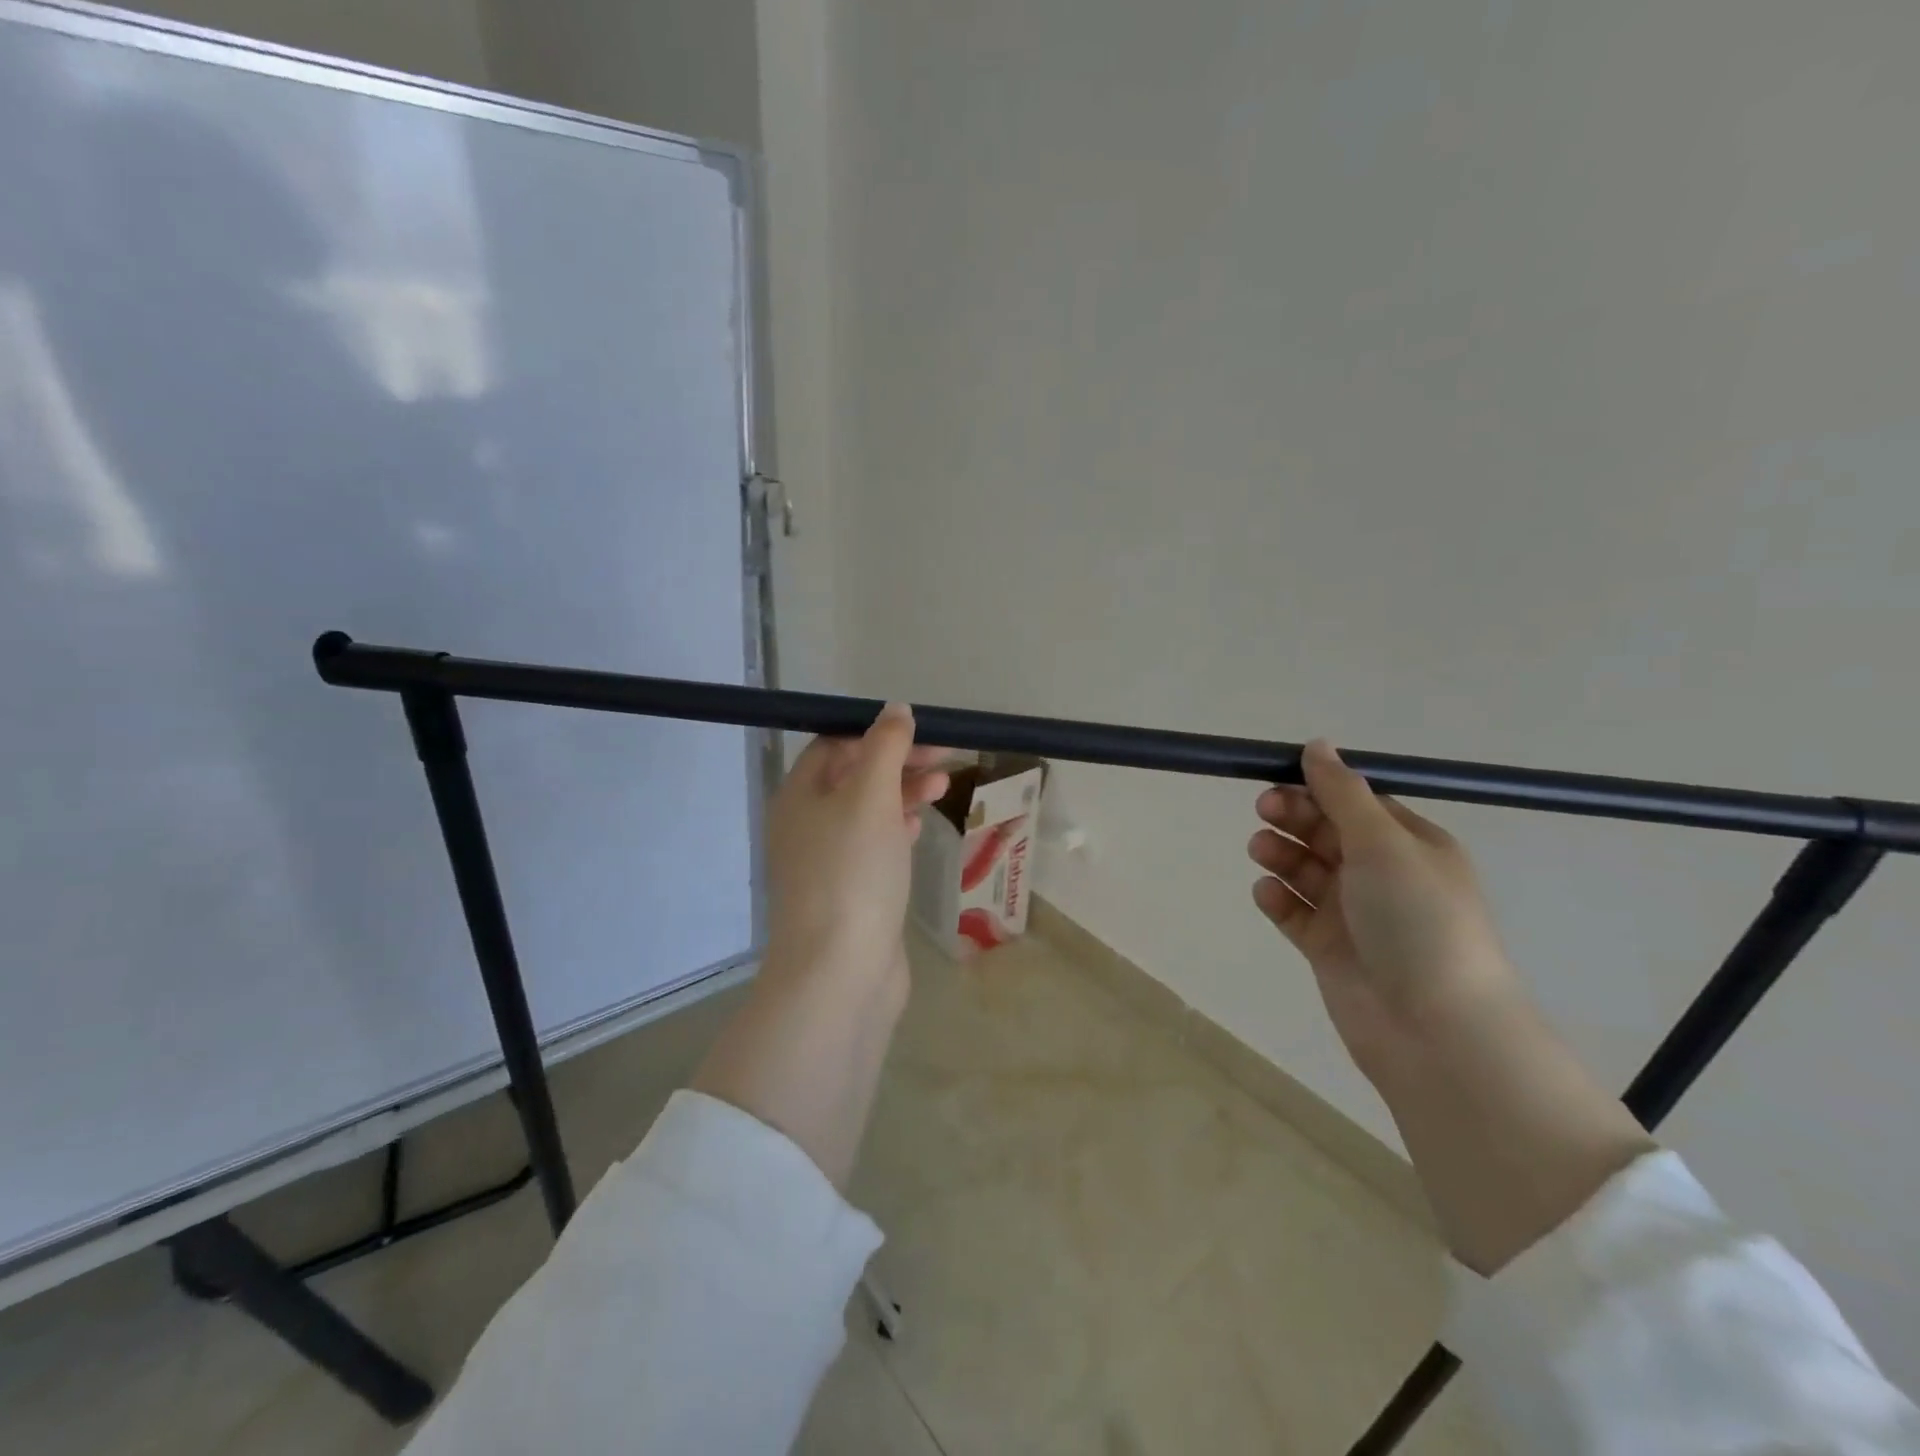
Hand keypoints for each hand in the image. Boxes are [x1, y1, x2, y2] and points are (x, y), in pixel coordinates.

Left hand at [765, 704, 950, 984]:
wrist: (839, 973)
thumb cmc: (852, 873)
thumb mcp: (870, 797)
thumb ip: (885, 749)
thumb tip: (894, 710)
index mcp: (798, 796)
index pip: (834, 745)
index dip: (877, 733)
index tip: (922, 733)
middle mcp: (804, 825)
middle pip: (853, 777)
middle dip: (898, 762)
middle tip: (945, 758)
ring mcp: (825, 863)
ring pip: (866, 812)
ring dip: (903, 793)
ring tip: (944, 787)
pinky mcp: (848, 894)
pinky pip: (872, 847)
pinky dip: (896, 830)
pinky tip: (919, 827)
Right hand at [1248, 740, 1521, 1083]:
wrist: (1433, 1029)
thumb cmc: (1416, 920)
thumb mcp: (1383, 843)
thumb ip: (1343, 793)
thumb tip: (1317, 744)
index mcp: (1410, 846)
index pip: (1357, 803)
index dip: (1318, 788)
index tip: (1280, 778)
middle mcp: (1383, 876)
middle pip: (1327, 833)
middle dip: (1294, 818)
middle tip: (1265, 812)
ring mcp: (1354, 914)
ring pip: (1306, 870)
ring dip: (1281, 854)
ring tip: (1262, 852)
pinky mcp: (1329, 948)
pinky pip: (1296, 912)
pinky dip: (1279, 899)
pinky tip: (1268, 894)